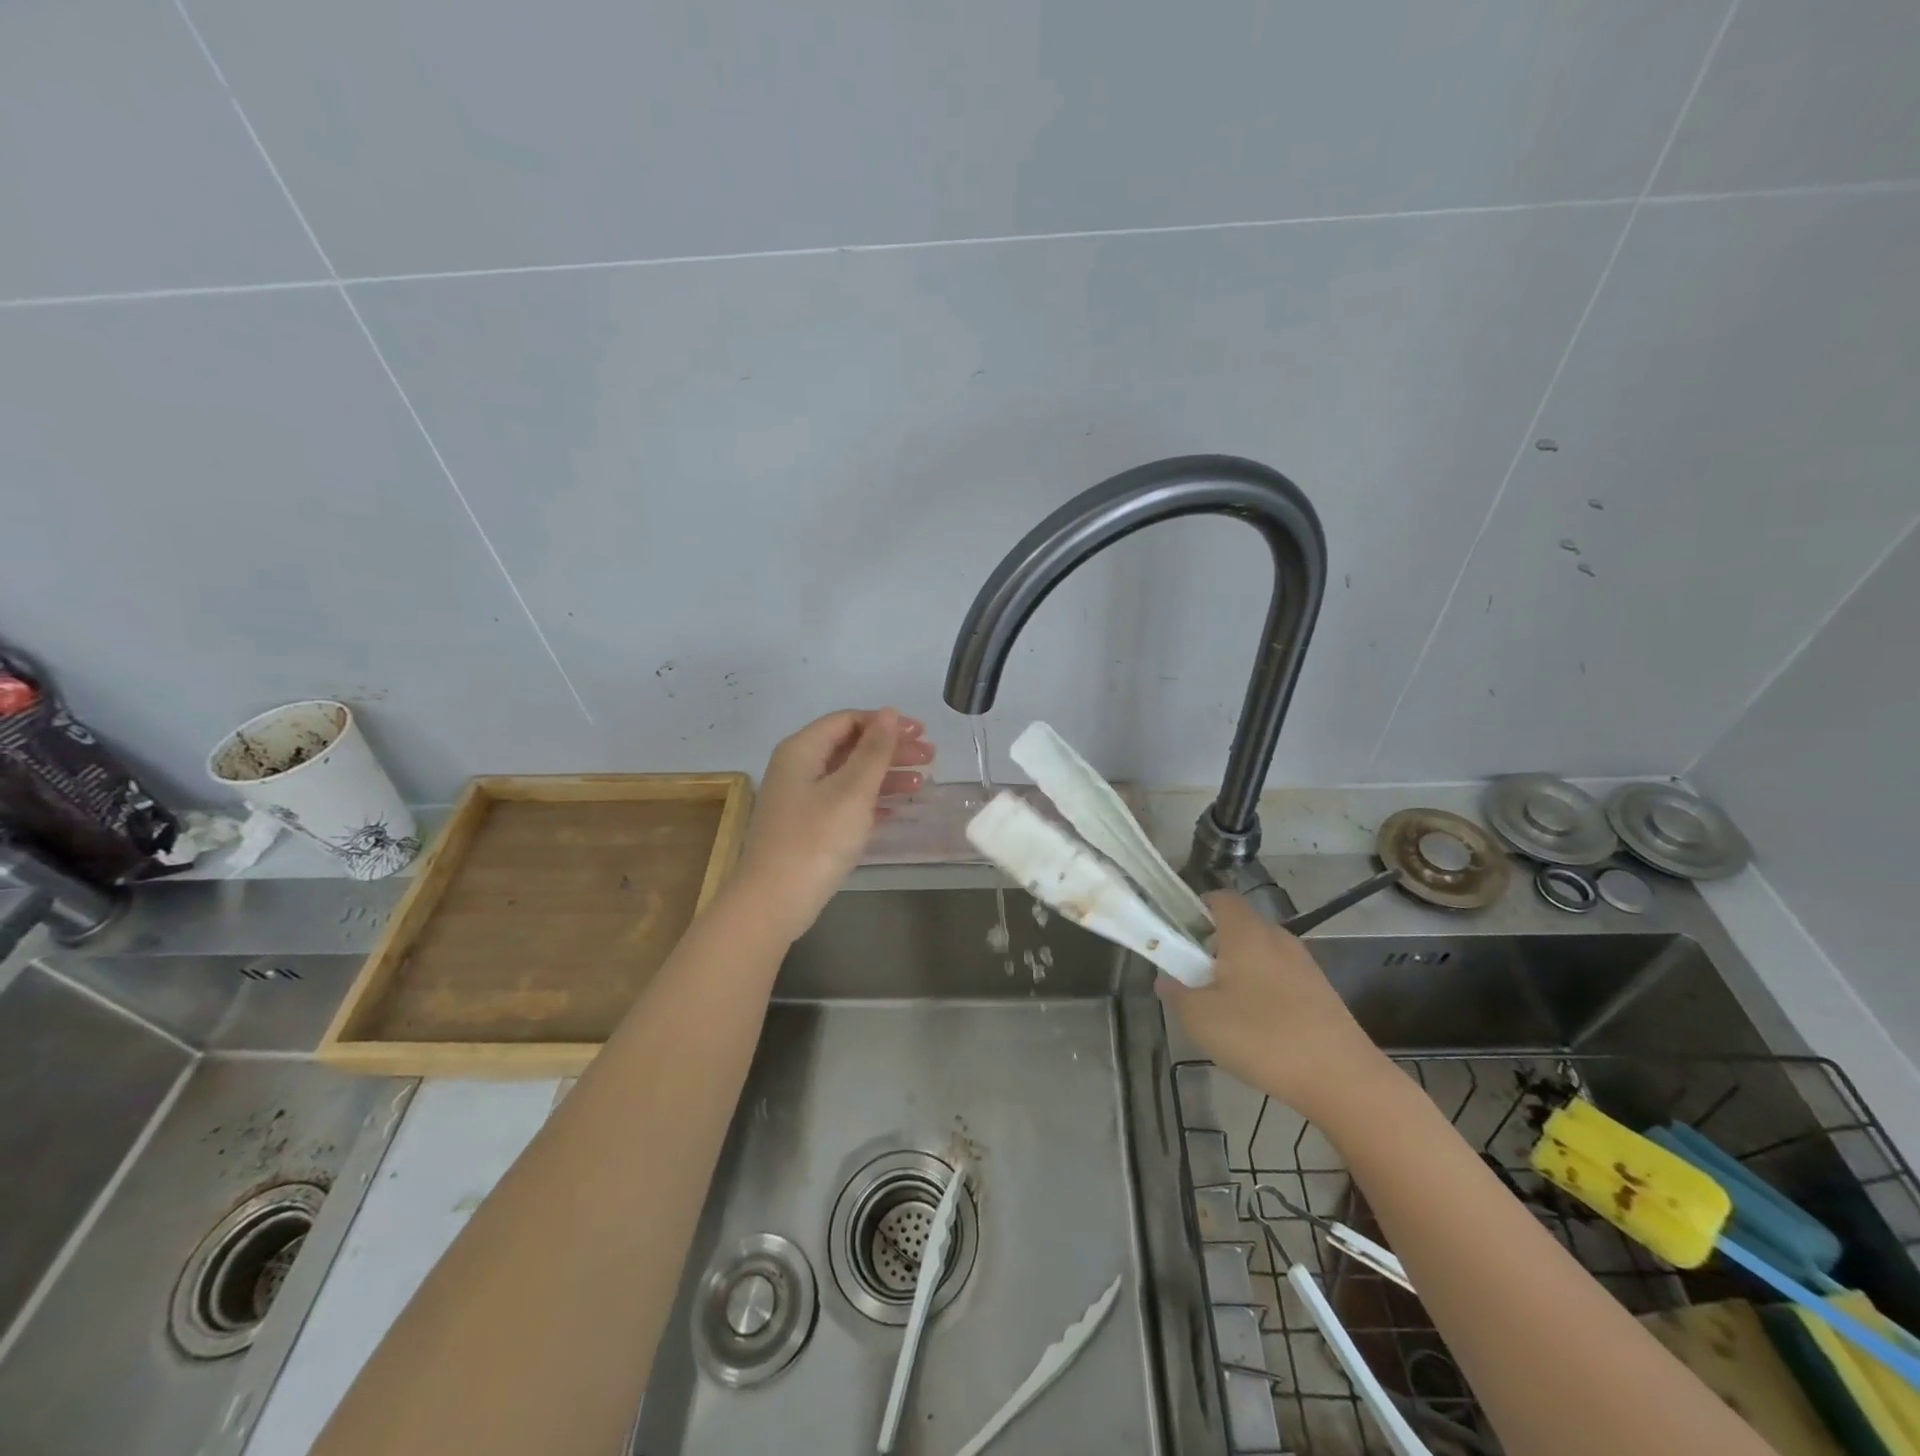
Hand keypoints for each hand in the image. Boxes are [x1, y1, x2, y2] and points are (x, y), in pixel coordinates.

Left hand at [732, 708, 933, 942]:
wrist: (775, 900)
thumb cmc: (816, 839)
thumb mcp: (852, 790)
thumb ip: (874, 750)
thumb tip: (889, 713)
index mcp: (802, 750)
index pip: (848, 721)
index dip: (886, 723)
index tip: (921, 733)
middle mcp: (799, 768)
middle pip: (851, 747)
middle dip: (891, 750)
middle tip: (930, 758)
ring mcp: (802, 800)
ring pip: (850, 777)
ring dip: (886, 776)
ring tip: (922, 784)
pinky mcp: (808, 828)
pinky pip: (845, 803)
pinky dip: (872, 802)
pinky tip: (897, 810)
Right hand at [1157, 891, 1390, 1123]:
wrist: (1343, 1079)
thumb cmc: (1262, 1037)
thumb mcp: (1200, 1018)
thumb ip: (1176, 993)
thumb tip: (1166, 979)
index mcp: (1246, 932)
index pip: (1219, 898)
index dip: (1195, 910)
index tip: (1178, 937)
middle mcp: (1277, 938)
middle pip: (1238, 926)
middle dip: (1213, 947)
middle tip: (1194, 980)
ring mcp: (1303, 964)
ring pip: (1260, 954)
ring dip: (1238, 972)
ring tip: (1224, 1011)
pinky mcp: (1321, 992)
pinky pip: (1280, 978)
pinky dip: (1263, 992)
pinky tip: (1258, 1030)